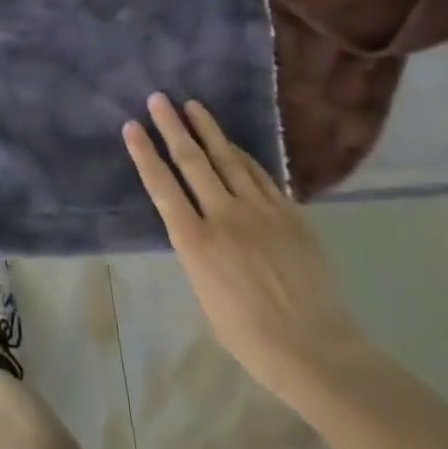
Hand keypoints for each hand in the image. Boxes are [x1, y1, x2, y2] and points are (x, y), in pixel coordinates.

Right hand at [123, 93, 373, 409]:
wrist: (315, 350)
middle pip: (192, 161)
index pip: (162, 185)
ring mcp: (260, 212)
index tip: (132, 125)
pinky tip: (232, 144)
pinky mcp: (290, 215)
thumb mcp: (204, 293)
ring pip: (228, 159)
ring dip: (208, 130)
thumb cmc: (249, 335)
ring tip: (193, 106)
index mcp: (194, 242)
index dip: (144, 153)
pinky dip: (242, 156)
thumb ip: (197, 252)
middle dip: (172, 126)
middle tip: (159, 98)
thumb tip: (197, 227)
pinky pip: (260, 176)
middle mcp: (223, 216)